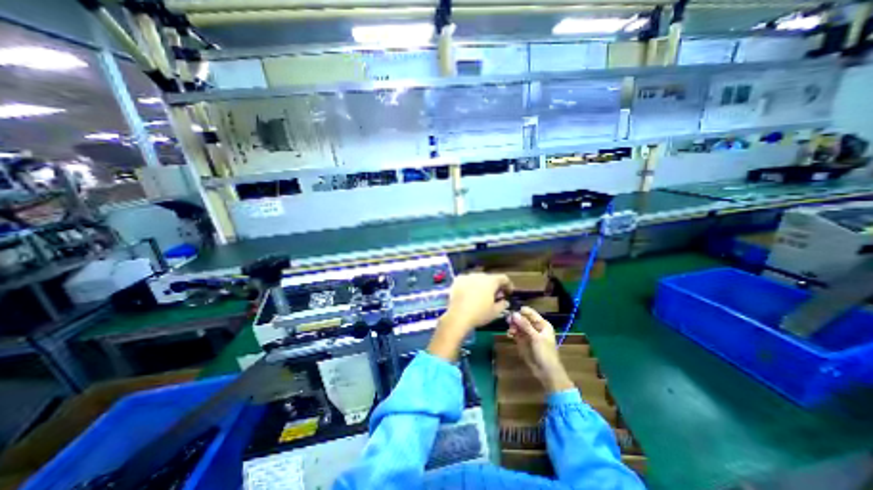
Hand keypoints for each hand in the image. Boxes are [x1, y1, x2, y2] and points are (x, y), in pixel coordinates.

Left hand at [429, 273, 512, 361]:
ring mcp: (467, 276)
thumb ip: (502, 304)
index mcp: (491, 281)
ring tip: (481, 295)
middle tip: (495, 296)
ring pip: (478, 278)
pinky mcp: (457, 280)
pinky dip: (470, 285)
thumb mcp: (495, 312)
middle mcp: (479, 275)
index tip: (508, 293)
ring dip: (482, 285)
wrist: (458, 316)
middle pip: (490, 278)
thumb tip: (505, 301)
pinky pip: (467, 280)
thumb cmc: (479, 314)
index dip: (508, 285)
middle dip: (494, 286)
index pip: (503, 278)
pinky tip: (469, 294)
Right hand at [509, 307, 578, 394]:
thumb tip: (514, 313)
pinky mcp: (522, 340)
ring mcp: (528, 334)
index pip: (530, 312)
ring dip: (512, 326)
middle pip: (522, 318)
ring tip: (510, 331)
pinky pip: (515, 332)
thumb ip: (525, 325)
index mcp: (542, 324)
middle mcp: (534, 327)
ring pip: (517, 325)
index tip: (512, 312)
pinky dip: (511, 332)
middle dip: (515, 319)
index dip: (521, 311)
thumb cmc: (545, 353)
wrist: (546, 372)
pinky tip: (509, 334)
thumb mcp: (536, 338)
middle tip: (508, 321)